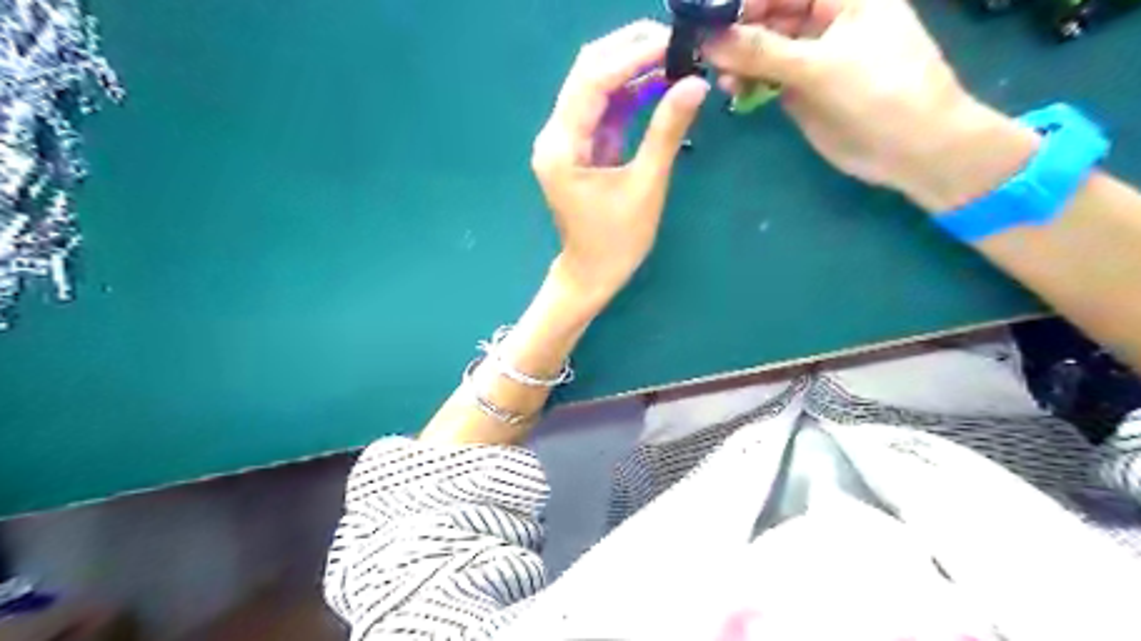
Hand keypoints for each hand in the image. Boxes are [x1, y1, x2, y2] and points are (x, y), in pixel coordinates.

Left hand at [532, 21, 704, 306]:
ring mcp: (565, 139)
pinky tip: (658, 83)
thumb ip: (666, 132)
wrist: (592, 274)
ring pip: (594, 85)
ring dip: (631, 68)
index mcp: (562, 147)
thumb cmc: (616, 242)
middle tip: (675, 41)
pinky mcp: (579, 146)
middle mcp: (555, 135)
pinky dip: (629, 93)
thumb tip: (695, 83)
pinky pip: (603, 108)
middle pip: (587, 72)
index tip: (672, 41)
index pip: (592, 81)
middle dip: (629, 51)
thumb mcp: (646, 186)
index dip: (631, 56)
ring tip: (673, 56)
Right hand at [701, 0, 1040, 212]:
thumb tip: (708, 39)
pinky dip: (746, 82)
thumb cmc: (880, 92)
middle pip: (769, 13)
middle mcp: (823, 18)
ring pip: (763, 46)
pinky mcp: (800, 87)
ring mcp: (810, 54)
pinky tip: (731, 90)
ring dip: (737, 58)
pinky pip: (765, 76)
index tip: (706, 18)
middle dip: (735, 29)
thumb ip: (762, 51)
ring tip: (720, 77)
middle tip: (702, 49)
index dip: (743, 0)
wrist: (911, 149)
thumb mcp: (820, 66)